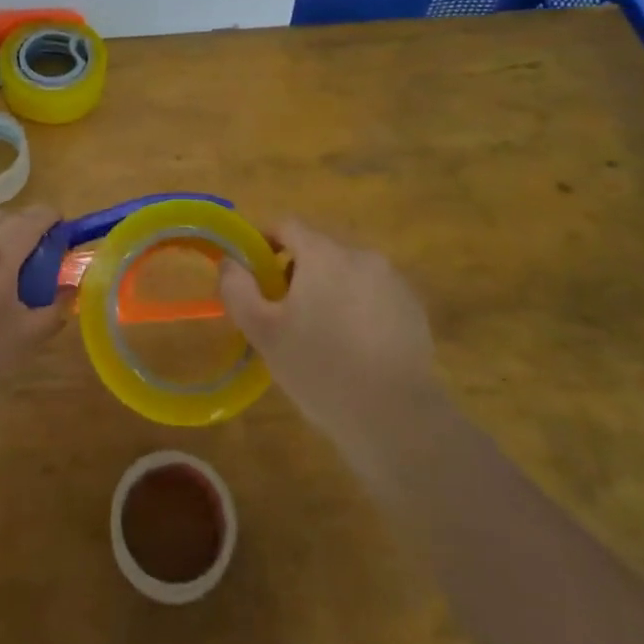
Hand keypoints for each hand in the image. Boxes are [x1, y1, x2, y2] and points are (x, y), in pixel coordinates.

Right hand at [219, 220, 437, 454]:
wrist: (396, 418)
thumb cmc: (321, 369)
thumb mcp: (264, 333)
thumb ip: (238, 289)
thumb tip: (229, 262)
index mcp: (323, 254)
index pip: (287, 226)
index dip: (266, 242)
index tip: (257, 274)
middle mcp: (361, 255)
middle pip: (319, 251)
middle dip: (299, 273)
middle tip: (286, 315)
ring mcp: (393, 281)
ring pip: (349, 274)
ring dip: (332, 291)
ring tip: (324, 337)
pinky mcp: (414, 309)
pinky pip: (376, 296)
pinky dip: (361, 310)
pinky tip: (357, 350)